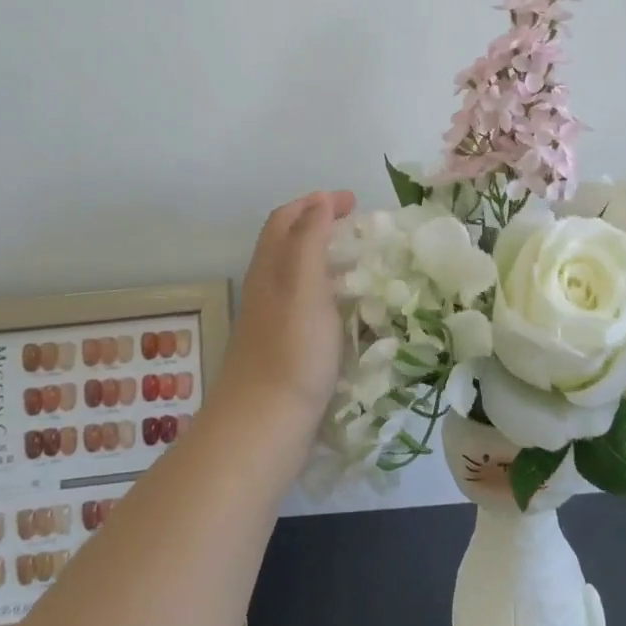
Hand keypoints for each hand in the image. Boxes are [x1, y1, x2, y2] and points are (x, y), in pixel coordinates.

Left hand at [218, 190, 356, 418]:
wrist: (264, 425)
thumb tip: (319, 201)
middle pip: (288, 243)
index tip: (352, 201)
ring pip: (297, 274)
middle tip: (358, 226)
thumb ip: (309, 241)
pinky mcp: (284, 347)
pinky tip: (348, 308)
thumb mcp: (304, 286)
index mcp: (269, 268)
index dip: (315, 202)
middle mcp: (266, 288)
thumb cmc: (291, 351)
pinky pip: (306, 304)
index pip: (286, 219)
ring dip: (325, 257)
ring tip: (360, 262)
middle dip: (321, 224)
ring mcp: (273, 320)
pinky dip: (328, 291)